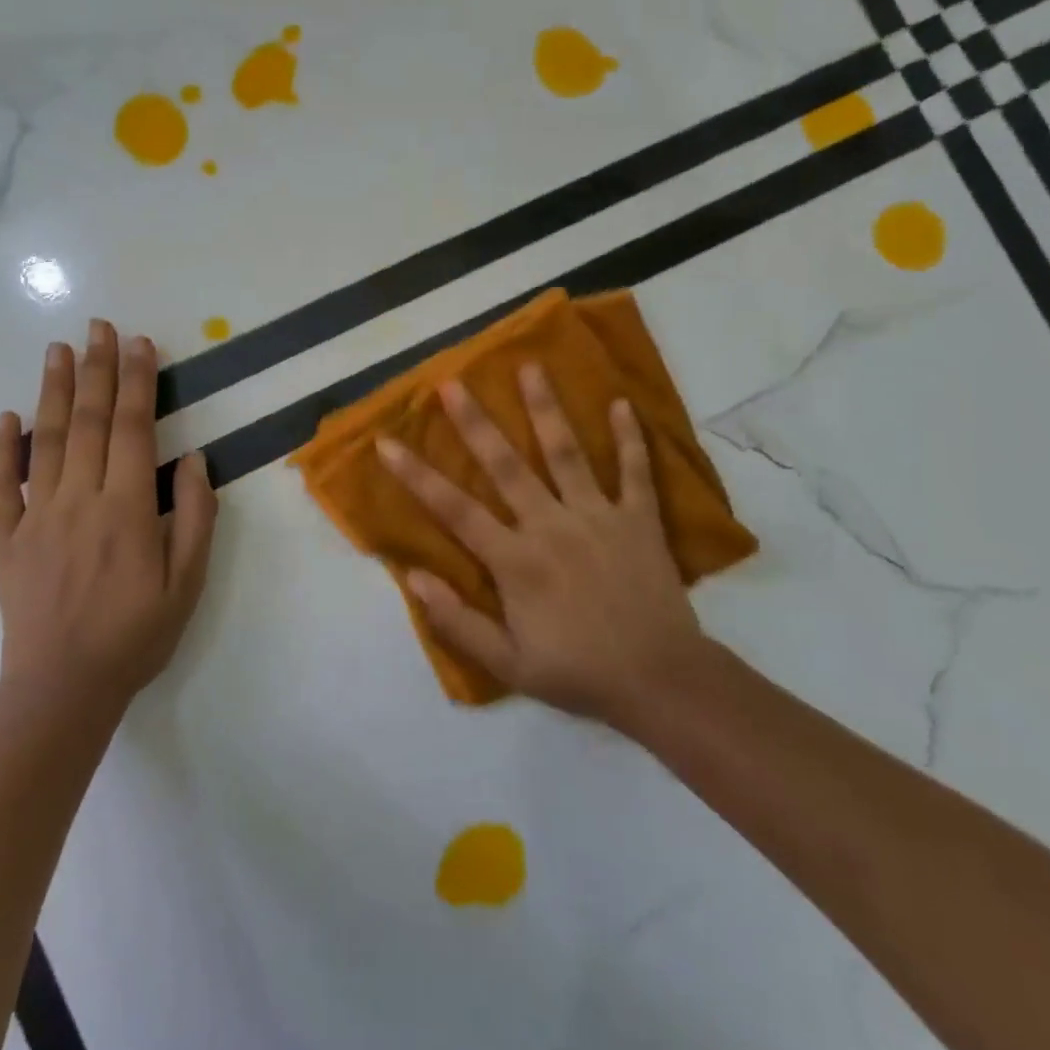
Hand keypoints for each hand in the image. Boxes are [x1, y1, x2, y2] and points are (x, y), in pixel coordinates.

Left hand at [0, 319, 217, 707]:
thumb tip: (192, 458)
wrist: (62, 690)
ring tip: (58, 349)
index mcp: (126, 509)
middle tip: (99, 326)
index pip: (131, 428)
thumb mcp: (187, 583)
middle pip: (87, 421)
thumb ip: (194, 517)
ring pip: (44, 441)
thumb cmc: (135, 636)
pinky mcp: (6, 540)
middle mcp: (78, 500)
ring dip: (52, 391)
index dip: (137, 382)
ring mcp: (36, 517)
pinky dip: (0, 449)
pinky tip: (6, 418)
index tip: (140, 343)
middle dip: (97, 369)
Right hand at [377, 365, 708, 728]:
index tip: (387, 442)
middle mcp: (551, 526)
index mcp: (516, 560)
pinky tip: (622, 404)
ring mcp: (598, 517)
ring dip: (546, 409)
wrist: (661, 682)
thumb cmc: (578, 673)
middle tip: (453, 383)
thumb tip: (412, 577)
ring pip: (567, 454)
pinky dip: (630, 438)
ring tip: (531, 367)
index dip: (416, 475)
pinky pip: (635, 472)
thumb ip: (457, 621)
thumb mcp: (508, 665)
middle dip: (476, 423)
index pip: (454, 509)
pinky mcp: (639, 520)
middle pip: (506, 466)